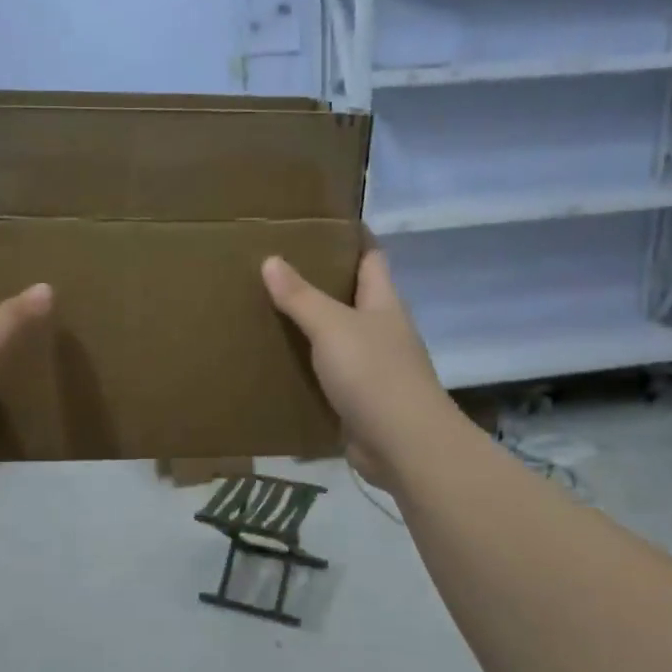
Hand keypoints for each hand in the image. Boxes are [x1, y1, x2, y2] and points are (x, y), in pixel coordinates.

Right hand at [261, 250, 453, 490]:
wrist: (404, 446)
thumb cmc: (374, 374)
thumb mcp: (332, 327)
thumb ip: (301, 296)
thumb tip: (271, 260)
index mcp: (383, 303)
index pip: (371, 258)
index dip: (351, 239)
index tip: (318, 226)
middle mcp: (382, 330)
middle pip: (352, 296)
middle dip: (320, 282)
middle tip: (275, 268)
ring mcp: (374, 367)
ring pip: (339, 337)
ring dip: (311, 327)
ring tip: (267, 311)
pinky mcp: (361, 400)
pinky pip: (330, 374)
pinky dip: (308, 367)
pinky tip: (279, 362)